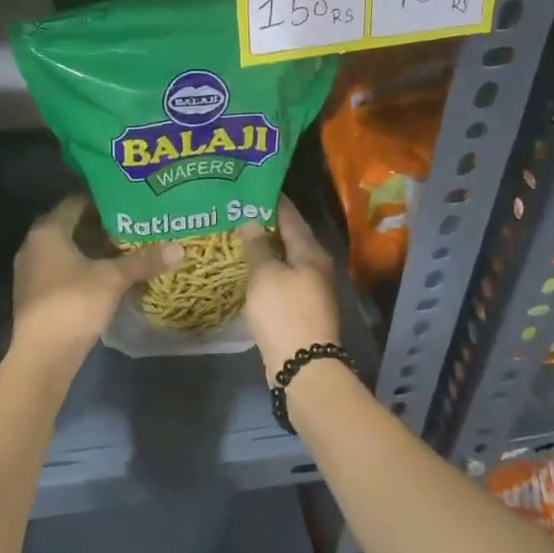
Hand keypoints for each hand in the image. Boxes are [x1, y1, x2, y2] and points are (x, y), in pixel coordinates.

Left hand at [11, 197, 181, 365]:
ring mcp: (32, 271)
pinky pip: (63, 270)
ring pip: (68, 250)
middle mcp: (34, 245)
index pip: (76, 202)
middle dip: (103, 226)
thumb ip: (143, 261)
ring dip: (95, 249)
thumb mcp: (113, 279)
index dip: (104, 201)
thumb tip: (180, 248)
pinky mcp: (37, 294)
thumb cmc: (74, 304)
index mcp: (48, 231)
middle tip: (135, 224)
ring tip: (128, 248)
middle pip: (72, 226)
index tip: (130, 202)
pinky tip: (109, 275)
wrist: (42, 355)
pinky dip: (85, 268)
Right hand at [239, 198, 341, 374]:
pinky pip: (281, 279)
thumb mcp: (265, 275)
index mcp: (311, 251)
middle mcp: (315, 265)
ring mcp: (310, 288)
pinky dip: (266, 269)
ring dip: (265, 248)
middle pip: (290, 237)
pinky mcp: (301, 308)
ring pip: (285, 259)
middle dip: (266, 223)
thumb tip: (251, 220)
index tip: (251, 187)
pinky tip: (247, 269)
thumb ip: (257, 245)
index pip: (290, 216)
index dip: (272, 200)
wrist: (302, 365)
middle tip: (238, 211)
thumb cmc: (284, 312)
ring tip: (238, 236)